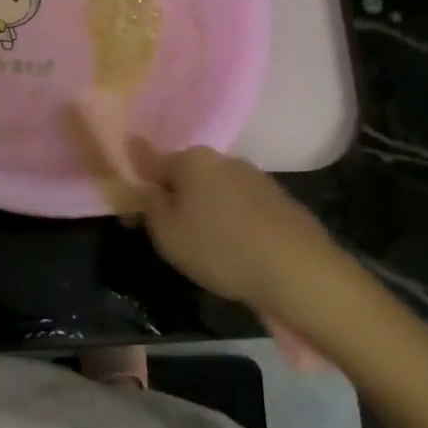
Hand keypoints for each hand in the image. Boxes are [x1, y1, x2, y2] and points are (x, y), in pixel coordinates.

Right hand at [130, 141, 352, 331]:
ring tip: (202, 244)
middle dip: (174, 196)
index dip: (138, 183)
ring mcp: (254, 176)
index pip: (152, 162)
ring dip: (204, 208)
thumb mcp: (168, 234)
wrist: (296, 268)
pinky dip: (230, 219)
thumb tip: (144, 181)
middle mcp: (223, 159)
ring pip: (215, 189)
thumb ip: (150, 204)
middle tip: (166, 231)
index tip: (131, 206)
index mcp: (192, 160)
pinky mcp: (277, 198)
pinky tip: (233, 246)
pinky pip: (240, 204)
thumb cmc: (220, 248)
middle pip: (186, 174)